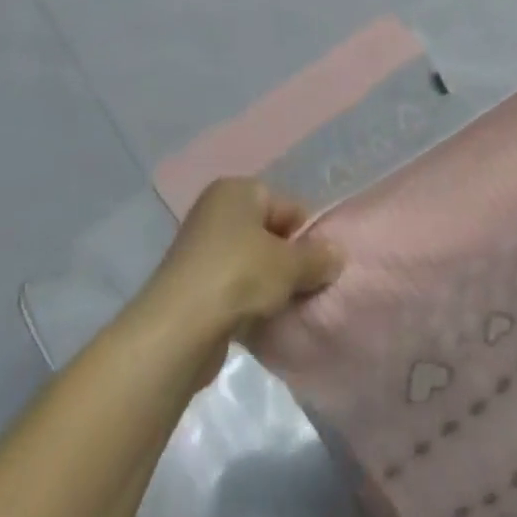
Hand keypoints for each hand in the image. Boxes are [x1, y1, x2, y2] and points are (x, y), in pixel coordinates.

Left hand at [138, 179, 342, 360]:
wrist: (179, 327)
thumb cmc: (238, 276)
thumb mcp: (288, 266)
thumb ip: (316, 258)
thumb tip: (337, 254)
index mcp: (237, 190)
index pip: (287, 205)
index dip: (308, 236)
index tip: (320, 268)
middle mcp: (217, 209)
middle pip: (268, 232)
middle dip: (289, 261)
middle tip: (306, 290)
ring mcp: (202, 245)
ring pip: (251, 261)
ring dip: (269, 284)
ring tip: (284, 308)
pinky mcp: (194, 281)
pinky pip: (233, 284)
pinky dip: (248, 300)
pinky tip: (260, 321)